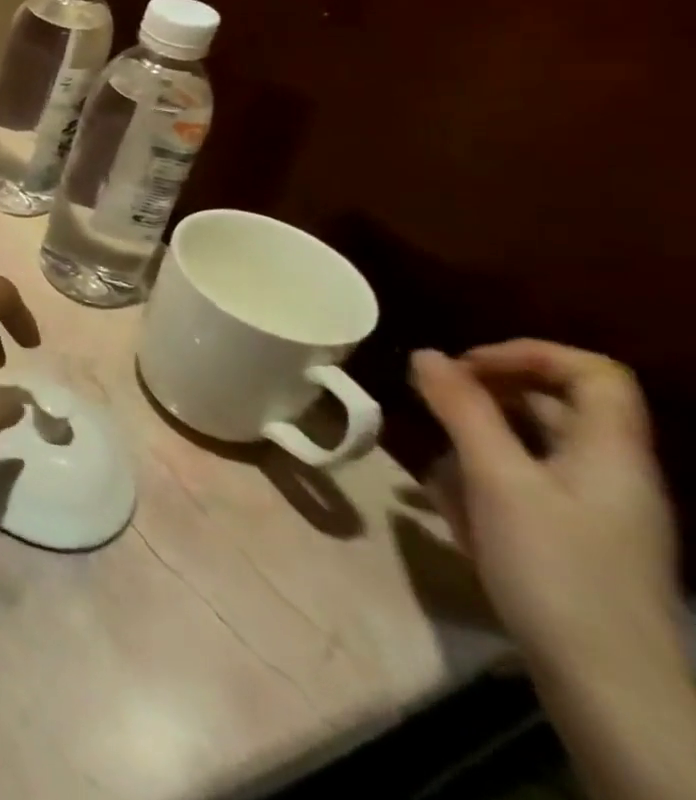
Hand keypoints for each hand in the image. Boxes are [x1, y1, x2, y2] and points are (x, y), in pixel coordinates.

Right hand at [410, 341, 680, 678]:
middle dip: (483, 399)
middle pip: (552, 406)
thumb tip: (427, 353)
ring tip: (434, 472)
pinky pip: (522, 487)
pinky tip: (450, 512)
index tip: (461, 367)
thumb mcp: (497, 480)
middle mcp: (610, 473)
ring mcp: (594, 511)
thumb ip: (462, 410)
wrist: (607, 685)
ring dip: (472, 445)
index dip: (526, 354)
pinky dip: (481, 484)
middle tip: (428, 407)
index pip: (591, 372)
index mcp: (611, 453)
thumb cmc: (555, 568)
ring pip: (528, 447)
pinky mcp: (572, 540)